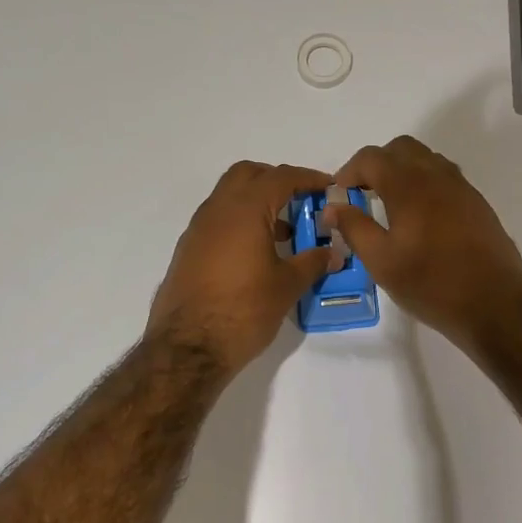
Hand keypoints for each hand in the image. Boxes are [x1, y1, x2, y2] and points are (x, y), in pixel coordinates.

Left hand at [147, 161, 336, 374]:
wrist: (188, 347)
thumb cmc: (244, 310)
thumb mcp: (287, 286)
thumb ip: (312, 262)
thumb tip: (333, 253)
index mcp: (245, 210)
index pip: (280, 177)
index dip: (308, 178)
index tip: (328, 187)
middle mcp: (217, 210)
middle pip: (248, 175)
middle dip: (276, 180)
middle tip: (301, 201)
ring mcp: (198, 229)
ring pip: (229, 197)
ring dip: (256, 203)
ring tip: (283, 233)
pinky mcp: (188, 250)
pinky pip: (218, 220)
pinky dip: (240, 223)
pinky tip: (256, 254)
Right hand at [321, 135, 521, 351]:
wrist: (495, 304)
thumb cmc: (431, 284)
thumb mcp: (382, 262)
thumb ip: (354, 228)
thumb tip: (333, 206)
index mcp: (409, 186)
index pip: (372, 158)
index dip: (349, 170)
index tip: (339, 193)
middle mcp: (437, 176)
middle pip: (401, 149)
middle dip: (377, 164)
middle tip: (363, 193)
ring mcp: (462, 188)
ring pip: (426, 160)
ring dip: (402, 170)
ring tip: (389, 204)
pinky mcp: (477, 203)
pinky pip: (445, 177)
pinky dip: (424, 183)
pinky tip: (419, 218)